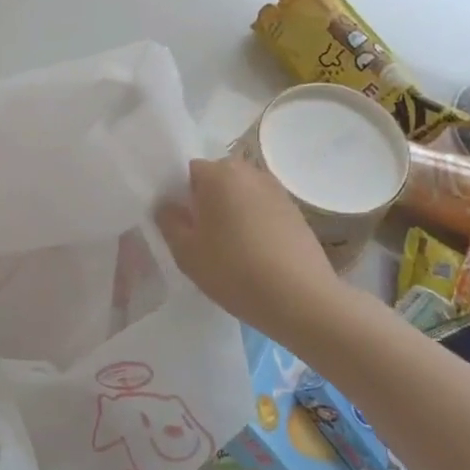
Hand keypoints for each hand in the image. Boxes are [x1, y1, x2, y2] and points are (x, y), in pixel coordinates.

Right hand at [156, 156, 340, 337]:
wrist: (300, 298)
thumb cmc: (234, 270)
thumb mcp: (186, 252)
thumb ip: (169, 221)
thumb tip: (168, 205)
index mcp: (218, 174)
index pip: (188, 171)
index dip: (180, 195)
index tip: (180, 223)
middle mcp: (250, 172)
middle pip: (217, 179)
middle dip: (207, 201)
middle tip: (201, 236)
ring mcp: (277, 191)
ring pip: (242, 194)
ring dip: (232, 212)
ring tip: (229, 247)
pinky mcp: (296, 212)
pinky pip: (263, 209)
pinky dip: (255, 223)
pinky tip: (255, 254)